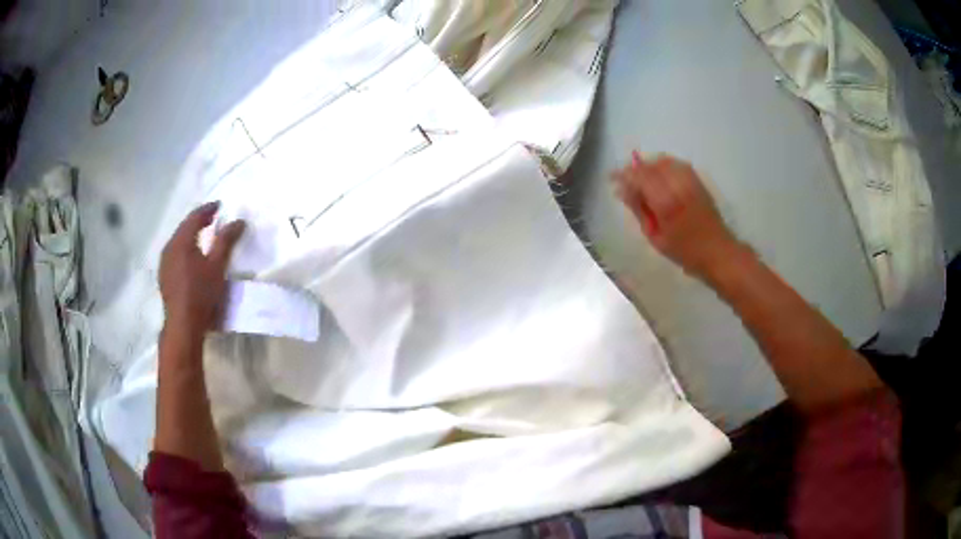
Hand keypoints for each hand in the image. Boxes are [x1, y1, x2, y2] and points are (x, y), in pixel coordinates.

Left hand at [159, 202, 245, 338]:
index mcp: (181, 241)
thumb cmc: (201, 293)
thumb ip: (226, 241)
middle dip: (198, 221)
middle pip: (184, 227)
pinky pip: (174, 254)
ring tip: (203, 236)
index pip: (194, 217)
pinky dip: (184, 249)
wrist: (183, 324)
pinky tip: (191, 257)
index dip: (207, 209)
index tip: (219, 206)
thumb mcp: (217, 266)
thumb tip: (239, 221)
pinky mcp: (164, 276)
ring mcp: (164, 263)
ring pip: (178, 241)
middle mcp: (169, 247)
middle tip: (212, 219)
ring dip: (190, 236)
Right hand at [613, 151, 741, 278]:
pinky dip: (664, 166)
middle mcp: (678, 185)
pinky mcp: (698, 180)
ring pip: (663, 160)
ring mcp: (690, 180)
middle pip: (651, 165)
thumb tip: (622, 190)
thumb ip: (639, 209)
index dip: (624, 174)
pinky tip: (660, 178)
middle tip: (626, 182)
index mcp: (666, 202)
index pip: (639, 176)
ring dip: (650, 166)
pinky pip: (676, 163)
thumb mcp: (655, 236)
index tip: (612, 179)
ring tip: (643, 180)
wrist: (717, 251)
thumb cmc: (684, 251)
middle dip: (635, 169)